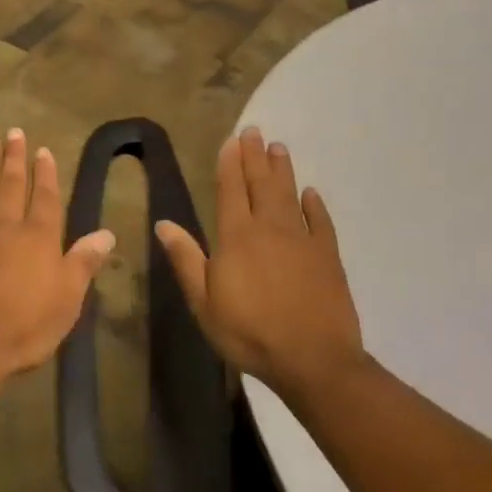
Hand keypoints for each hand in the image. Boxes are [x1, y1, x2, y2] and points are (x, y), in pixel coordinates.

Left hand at [0, 128, 115, 382]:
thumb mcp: (67, 300)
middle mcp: (8, 224)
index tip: (43, 150)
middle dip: (15, 157)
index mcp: (39, 237)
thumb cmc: (25, 326)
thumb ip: (83, 262)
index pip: (46, 196)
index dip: (46, 172)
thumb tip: (107, 233)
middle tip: (13, 131)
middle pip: (13, 184)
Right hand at [155, 127, 366, 393]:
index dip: (230, 164)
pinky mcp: (328, 258)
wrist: (314, 361)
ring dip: (283, 171)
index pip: (231, 190)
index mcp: (236, 237)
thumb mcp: (204, 302)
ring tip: (279, 148)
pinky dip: (315, 205)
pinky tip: (311, 193)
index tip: (231, 140)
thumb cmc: (249, 332)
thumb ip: (186, 259)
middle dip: (255, 157)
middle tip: (255, 131)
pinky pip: (321, 223)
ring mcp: (303, 241)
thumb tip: (163, 223)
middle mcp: (270, 229)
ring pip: (290, 196)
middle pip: (261, 184)